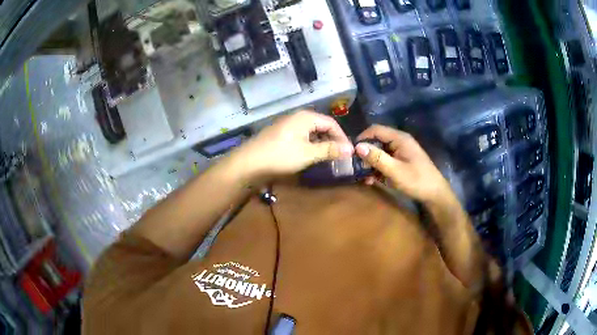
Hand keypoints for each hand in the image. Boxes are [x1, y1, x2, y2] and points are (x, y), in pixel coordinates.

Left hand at [229, 111, 353, 180]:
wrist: (248, 163)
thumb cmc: (280, 155)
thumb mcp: (308, 153)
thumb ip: (329, 149)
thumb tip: (351, 149)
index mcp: (306, 117)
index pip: (332, 123)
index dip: (342, 137)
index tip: (349, 153)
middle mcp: (298, 117)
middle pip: (322, 126)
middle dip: (332, 141)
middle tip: (340, 157)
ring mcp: (288, 126)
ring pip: (312, 133)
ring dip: (322, 144)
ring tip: (328, 158)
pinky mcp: (281, 135)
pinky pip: (302, 137)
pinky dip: (310, 146)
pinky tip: (311, 156)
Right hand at [355, 125, 452, 203]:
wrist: (435, 194)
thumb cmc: (417, 181)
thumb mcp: (395, 171)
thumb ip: (377, 158)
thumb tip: (357, 147)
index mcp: (399, 138)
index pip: (375, 130)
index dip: (362, 138)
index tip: (351, 152)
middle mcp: (399, 141)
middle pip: (377, 140)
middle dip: (365, 153)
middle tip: (355, 167)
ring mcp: (401, 151)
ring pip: (380, 151)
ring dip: (371, 163)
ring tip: (362, 176)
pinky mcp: (402, 161)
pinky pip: (386, 160)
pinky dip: (378, 168)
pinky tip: (372, 179)